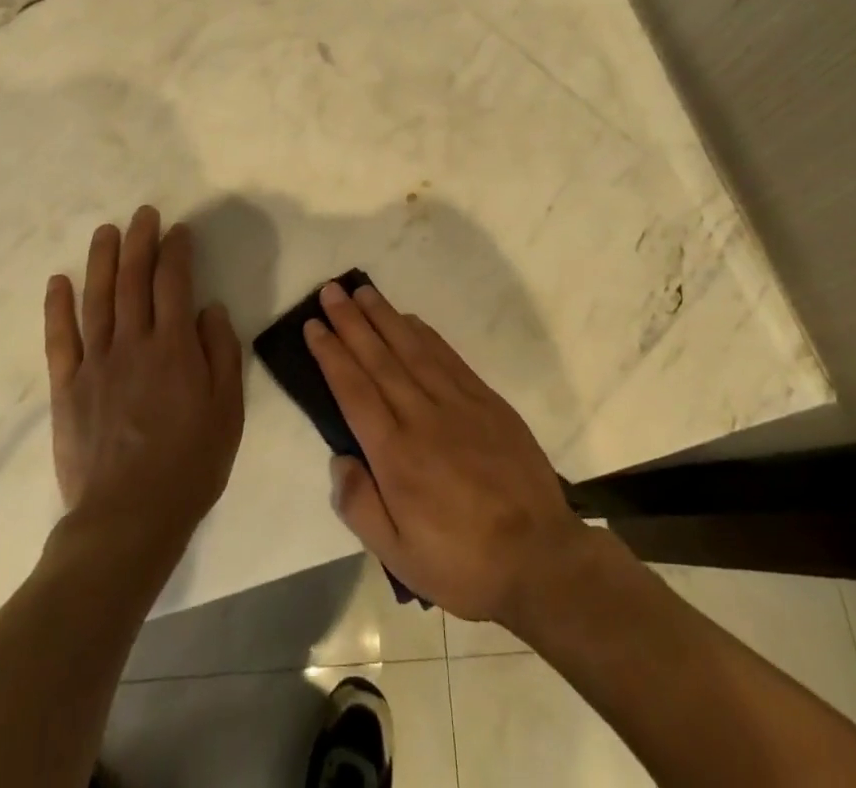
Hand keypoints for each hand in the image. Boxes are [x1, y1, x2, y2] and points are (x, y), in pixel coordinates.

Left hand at [45, 206, 244, 542]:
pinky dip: (58, 307)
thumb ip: (221, 353)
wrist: (128, 519)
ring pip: (97, 298)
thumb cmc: (189, 464)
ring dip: (101, 259)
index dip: (177, 251)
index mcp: (174, 347)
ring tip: (106, 230)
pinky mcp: (67, 387)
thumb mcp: (227, 410)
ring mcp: (95, 363)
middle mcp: (133, 343)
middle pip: (133, 279)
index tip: (179, 230)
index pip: (174, 282)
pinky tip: (59, 281)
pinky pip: (60, 338)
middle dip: (140, 241)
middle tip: (144, 214)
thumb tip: (210, 308)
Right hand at [304, 278, 588, 623]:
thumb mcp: (400, 557)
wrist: (541, 558)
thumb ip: (360, 507)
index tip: (313, 325)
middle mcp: (422, 417)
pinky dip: (425, 334)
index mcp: (396, 455)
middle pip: (378, 359)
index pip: (354, 390)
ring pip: (412, 349)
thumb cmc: (463, 563)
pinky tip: (410, 320)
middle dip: (351, 322)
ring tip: (363, 291)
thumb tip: (338, 458)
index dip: (331, 354)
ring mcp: (458, 404)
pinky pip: (448, 357)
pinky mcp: (487, 401)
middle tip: (330, 290)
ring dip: (384, 317)